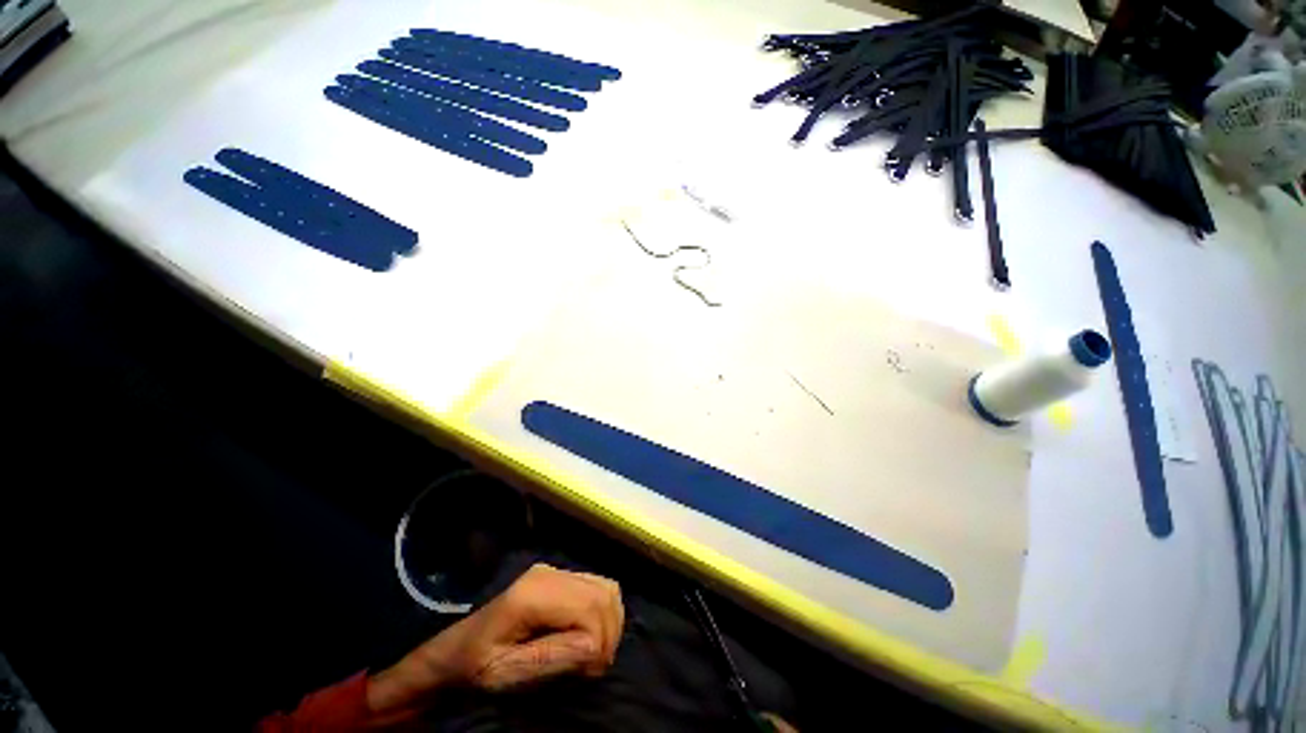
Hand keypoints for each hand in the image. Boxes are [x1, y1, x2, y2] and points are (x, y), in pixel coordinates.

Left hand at [368, 564, 623, 714]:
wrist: (456, 650)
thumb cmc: (474, 668)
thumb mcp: (504, 674)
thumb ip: (549, 658)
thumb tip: (595, 647)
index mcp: (532, 594)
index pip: (589, 611)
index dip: (598, 645)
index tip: (588, 674)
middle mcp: (549, 573)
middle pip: (602, 597)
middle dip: (608, 635)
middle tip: (593, 667)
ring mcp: (557, 570)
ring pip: (607, 589)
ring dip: (611, 623)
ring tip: (593, 652)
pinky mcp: (562, 574)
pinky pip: (600, 586)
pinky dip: (606, 611)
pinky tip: (591, 633)